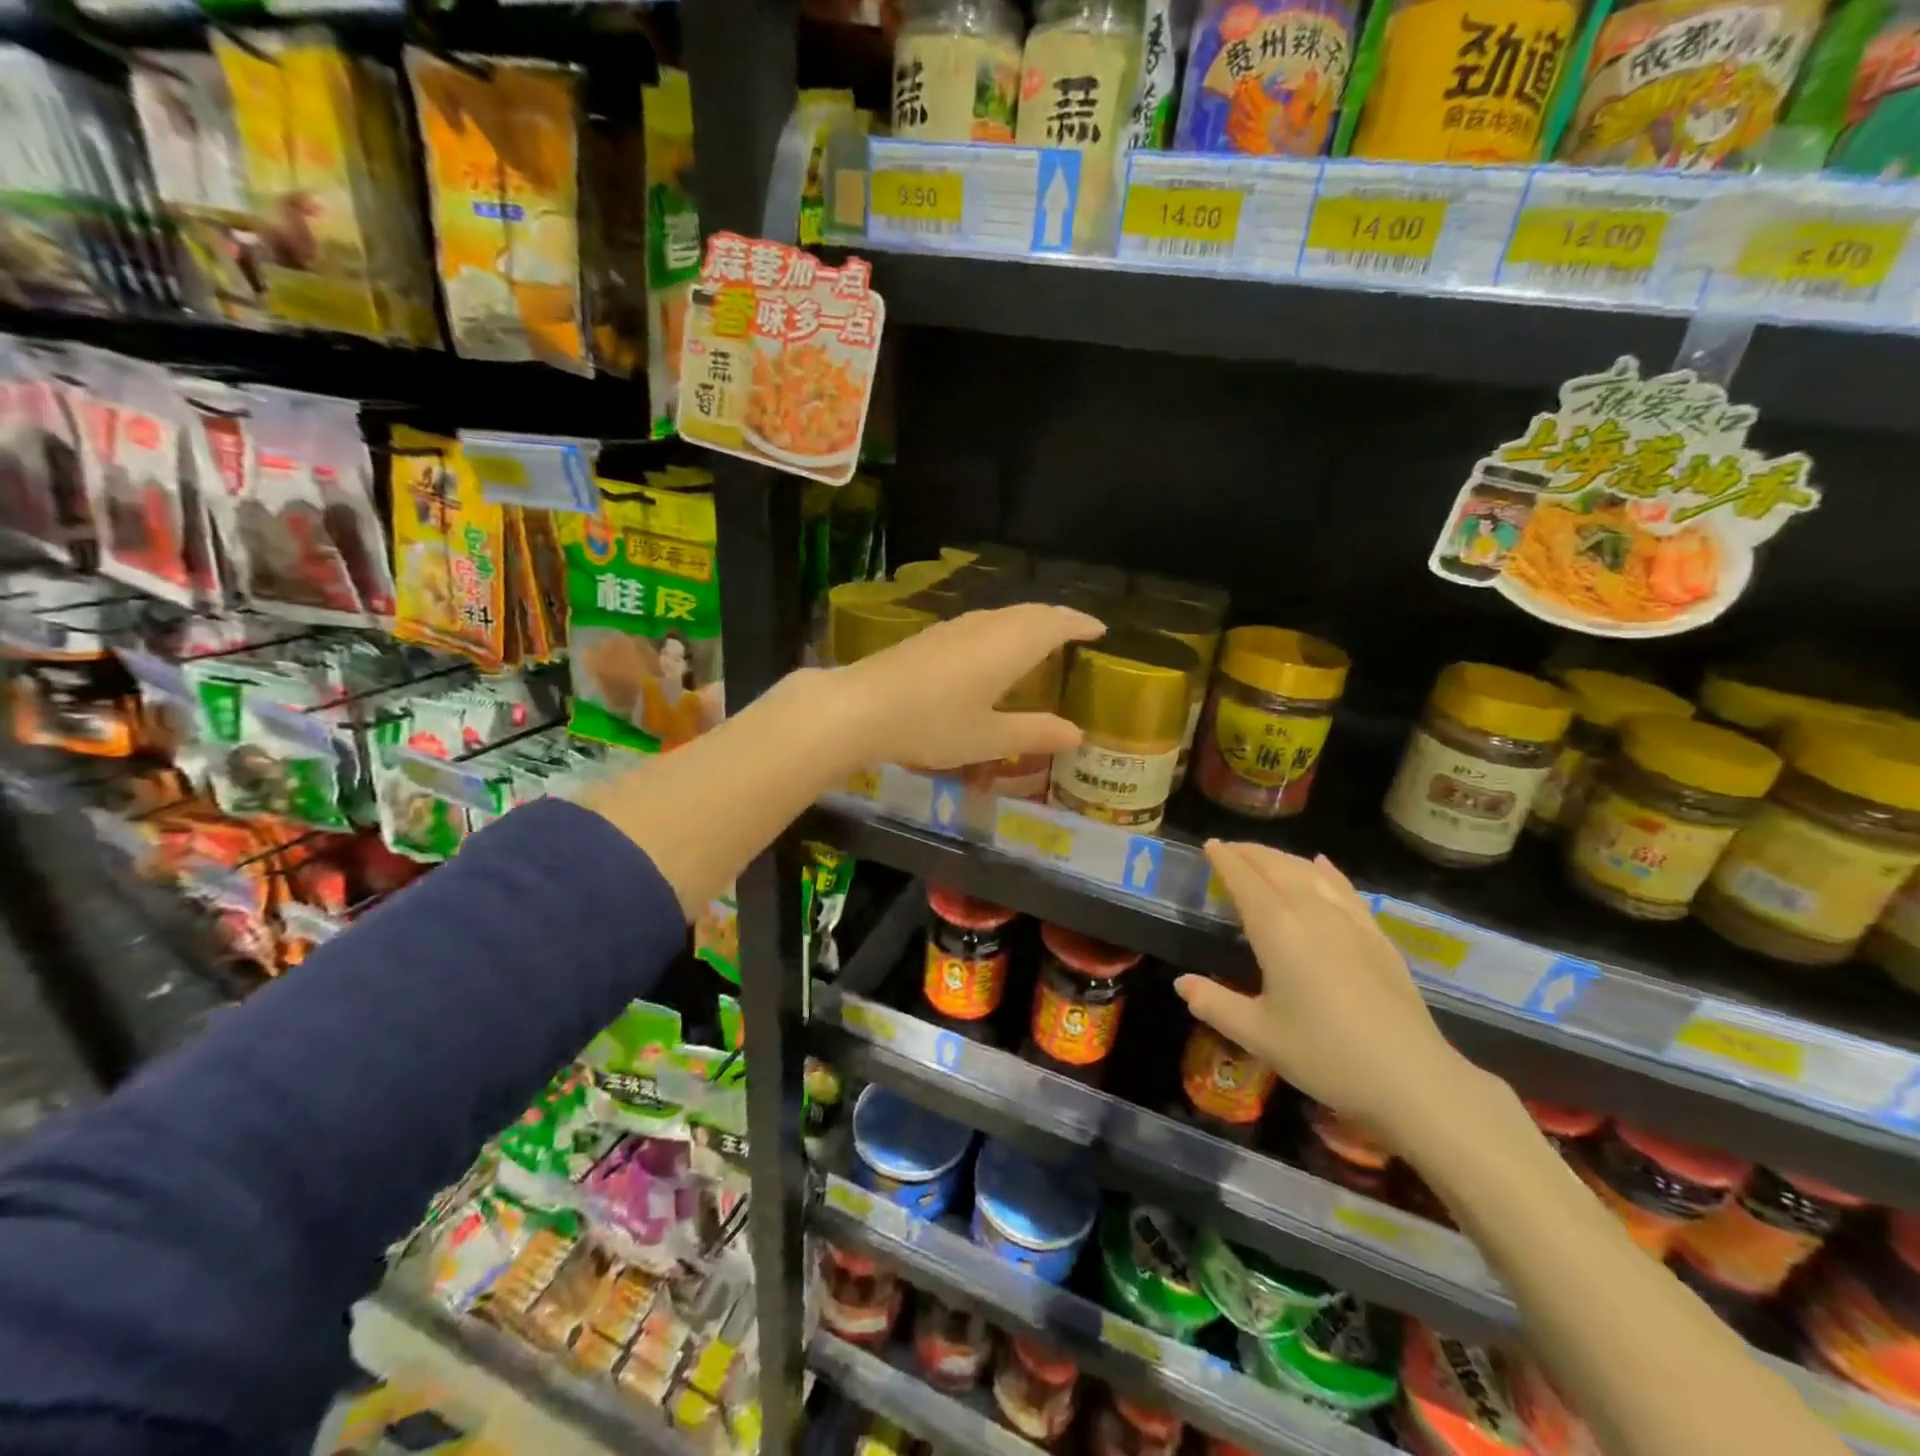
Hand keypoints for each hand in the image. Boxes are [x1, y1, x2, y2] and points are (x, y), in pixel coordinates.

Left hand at [834, 604, 1104, 769]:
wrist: (860, 708)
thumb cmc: (933, 724)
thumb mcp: (989, 738)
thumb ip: (1034, 732)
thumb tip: (1077, 733)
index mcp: (1010, 645)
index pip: (1055, 623)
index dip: (1079, 624)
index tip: (1099, 629)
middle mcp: (985, 627)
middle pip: (1030, 612)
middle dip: (1056, 619)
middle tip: (1074, 633)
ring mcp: (953, 628)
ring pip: (1002, 615)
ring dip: (1026, 622)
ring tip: (1038, 641)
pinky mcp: (929, 638)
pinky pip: (980, 624)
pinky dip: (1001, 631)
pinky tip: (990, 652)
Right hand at [1176, 842, 1477, 1149]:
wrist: (1413, 1078)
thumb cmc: (1326, 1055)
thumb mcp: (1258, 1035)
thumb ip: (1215, 1004)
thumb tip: (1181, 984)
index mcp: (1277, 930)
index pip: (1245, 880)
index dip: (1225, 860)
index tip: (1209, 845)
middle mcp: (1312, 913)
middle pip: (1277, 868)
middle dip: (1250, 853)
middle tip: (1229, 848)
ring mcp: (1349, 922)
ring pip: (1310, 873)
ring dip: (1282, 859)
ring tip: (1264, 856)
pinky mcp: (1377, 936)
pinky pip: (1345, 889)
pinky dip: (1326, 872)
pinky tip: (1321, 865)